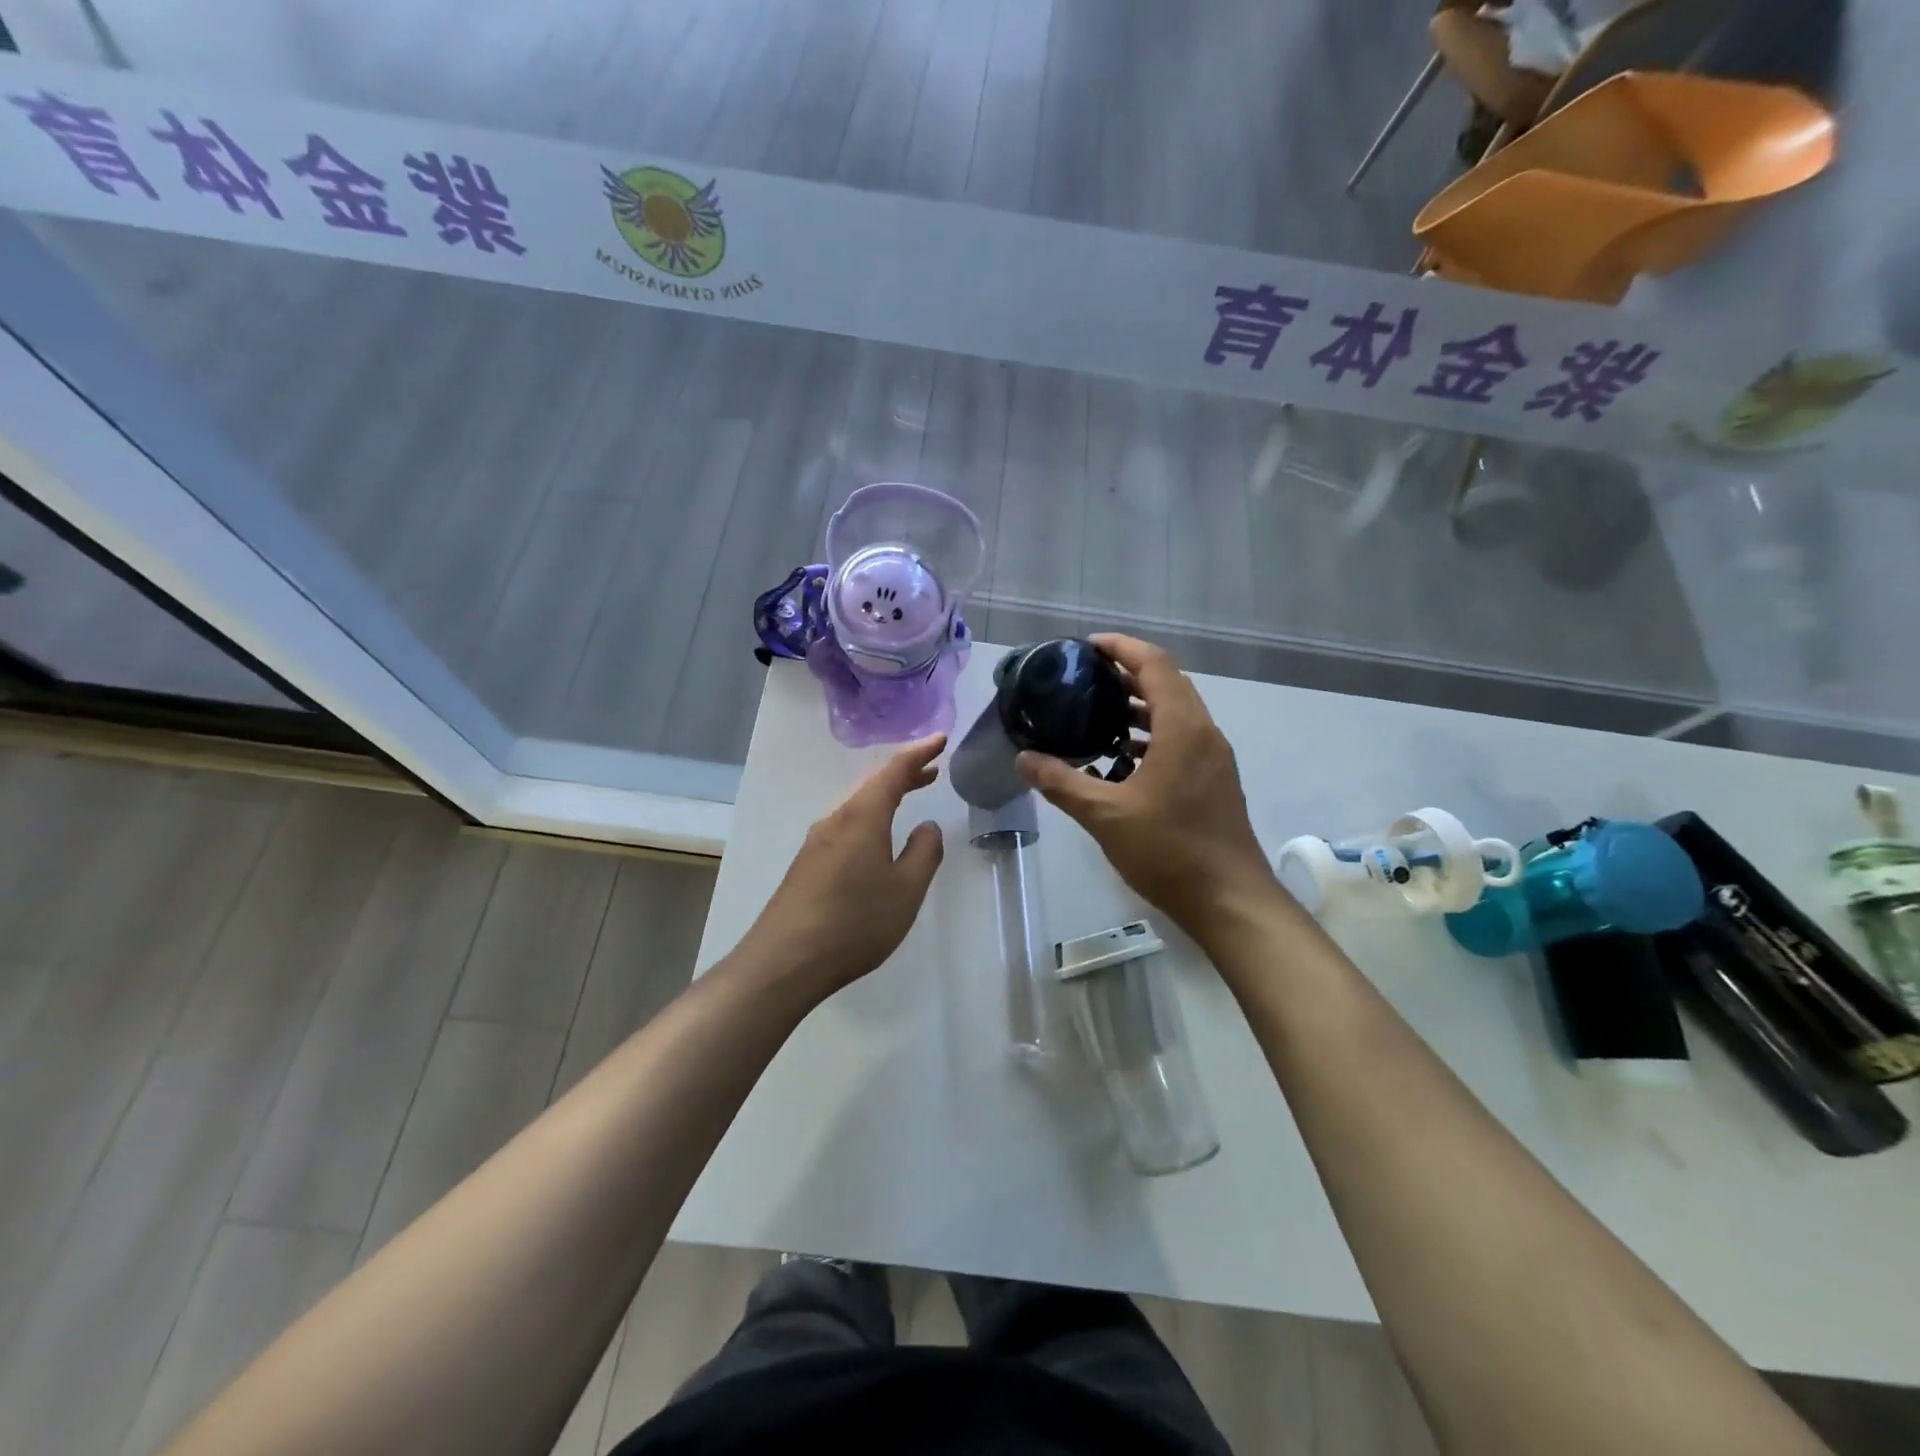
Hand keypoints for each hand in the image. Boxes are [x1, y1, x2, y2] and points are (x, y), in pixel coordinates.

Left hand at [741, 734, 945, 998]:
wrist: (785, 961)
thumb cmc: (854, 922)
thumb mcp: (905, 889)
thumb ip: (924, 852)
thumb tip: (927, 826)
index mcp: (862, 816)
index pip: (894, 771)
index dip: (919, 753)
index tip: (941, 739)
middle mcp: (836, 819)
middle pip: (872, 783)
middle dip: (903, 772)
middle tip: (932, 768)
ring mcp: (817, 841)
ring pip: (857, 803)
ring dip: (886, 794)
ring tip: (910, 793)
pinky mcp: (808, 863)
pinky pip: (846, 823)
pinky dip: (870, 815)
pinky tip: (877, 835)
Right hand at [1017, 635, 1276, 942]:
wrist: (1230, 900)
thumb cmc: (1169, 850)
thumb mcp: (1105, 816)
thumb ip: (1061, 783)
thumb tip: (1023, 758)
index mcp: (1182, 729)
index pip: (1155, 665)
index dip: (1123, 648)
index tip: (1088, 646)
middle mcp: (1203, 733)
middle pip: (1168, 683)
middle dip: (1128, 672)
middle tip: (1085, 676)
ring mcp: (1213, 758)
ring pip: (1176, 713)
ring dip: (1140, 705)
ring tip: (1097, 710)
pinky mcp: (1213, 780)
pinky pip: (1181, 738)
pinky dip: (1151, 734)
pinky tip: (1121, 757)